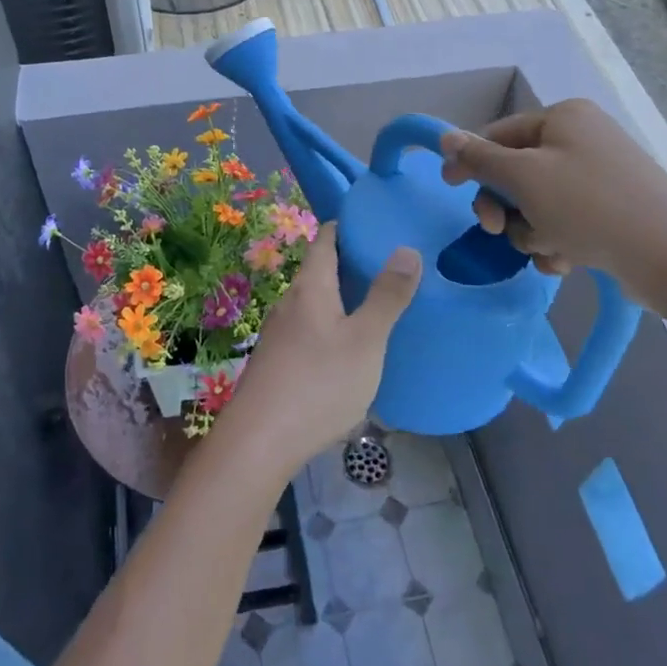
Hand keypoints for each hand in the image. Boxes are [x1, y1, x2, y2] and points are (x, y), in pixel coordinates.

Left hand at [215, 224, 420, 478]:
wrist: (259, 442)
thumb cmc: (318, 383)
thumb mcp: (365, 340)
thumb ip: (387, 296)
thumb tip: (407, 249)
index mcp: (311, 286)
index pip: (325, 238)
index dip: (348, 225)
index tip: (377, 223)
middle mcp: (290, 301)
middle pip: (320, 269)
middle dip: (351, 263)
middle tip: (391, 265)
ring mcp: (280, 333)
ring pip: (315, 301)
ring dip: (342, 297)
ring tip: (377, 304)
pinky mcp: (277, 361)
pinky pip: (309, 329)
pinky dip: (332, 325)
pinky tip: (350, 347)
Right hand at [439, 99, 666, 300]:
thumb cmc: (587, 206)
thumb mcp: (523, 178)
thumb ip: (480, 158)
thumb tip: (446, 137)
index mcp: (563, 117)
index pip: (498, 134)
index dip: (471, 162)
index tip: (449, 188)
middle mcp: (582, 139)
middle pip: (517, 172)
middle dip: (506, 206)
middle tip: (496, 230)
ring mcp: (600, 175)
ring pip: (537, 203)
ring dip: (531, 230)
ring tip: (550, 249)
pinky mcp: (613, 210)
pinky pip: (565, 221)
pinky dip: (558, 242)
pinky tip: (566, 261)